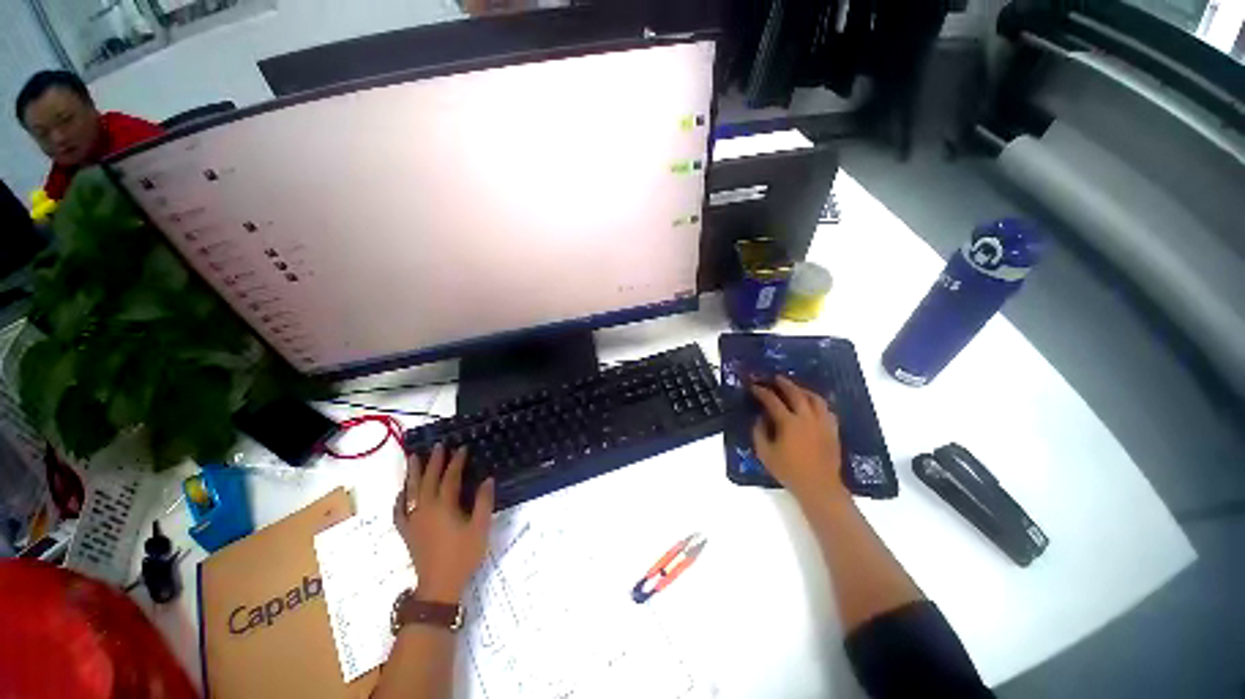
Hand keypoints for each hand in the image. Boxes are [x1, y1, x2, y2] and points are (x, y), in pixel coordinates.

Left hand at [393, 444, 494, 603]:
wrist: (438, 586)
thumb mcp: (480, 528)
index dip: (456, 462)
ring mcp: (413, 520)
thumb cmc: (463, 555)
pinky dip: (400, 498)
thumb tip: (488, 479)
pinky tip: (402, 492)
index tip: (462, 448)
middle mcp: (425, 509)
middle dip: (434, 461)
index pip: (450, 477)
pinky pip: (399, 511)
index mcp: (444, 506)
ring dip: (412, 473)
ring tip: (413, 457)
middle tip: (438, 445)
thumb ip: (483, 502)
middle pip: (428, 479)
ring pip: (411, 491)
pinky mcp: (407, 532)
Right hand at [751, 375, 848, 509]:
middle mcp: (807, 418)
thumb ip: (759, 432)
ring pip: (815, 398)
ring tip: (795, 388)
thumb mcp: (765, 453)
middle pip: (796, 393)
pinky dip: (818, 402)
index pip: (772, 401)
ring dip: (803, 390)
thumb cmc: (789, 471)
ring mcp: (822, 423)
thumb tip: (759, 418)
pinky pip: (827, 409)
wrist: (819, 486)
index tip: (754, 386)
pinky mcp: (832, 430)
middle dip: (784, 384)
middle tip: (776, 378)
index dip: (761, 392)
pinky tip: (813, 404)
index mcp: (789, 423)